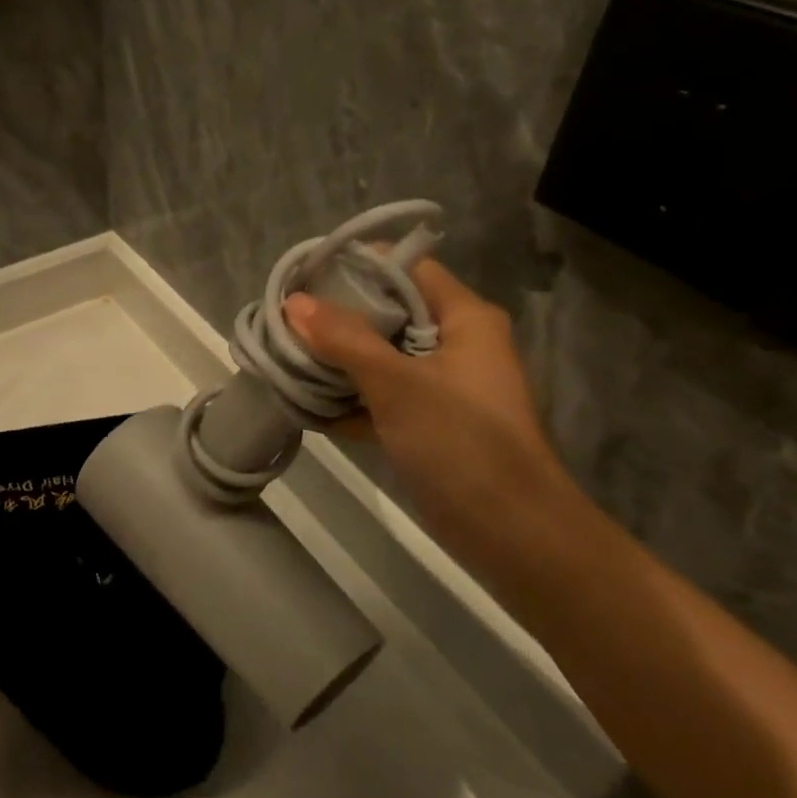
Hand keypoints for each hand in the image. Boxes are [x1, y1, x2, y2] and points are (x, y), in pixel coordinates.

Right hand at [284, 260, 576, 558]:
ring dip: (338, 363)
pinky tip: (305, 406)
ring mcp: (443, 388)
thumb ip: (345, 340)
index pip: (409, 270)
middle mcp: (457, 345)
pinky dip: (349, 402)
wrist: (511, 531)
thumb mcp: (398, 384)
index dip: (359, 266)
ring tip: (285, 358)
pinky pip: (382, 400)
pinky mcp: (430, 426)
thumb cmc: (461, 442)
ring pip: (382, 360)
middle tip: (286, 321)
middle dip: (338, 319)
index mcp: (465, 319)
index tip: (306, 275)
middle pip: (390, 314)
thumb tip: (294, 303)